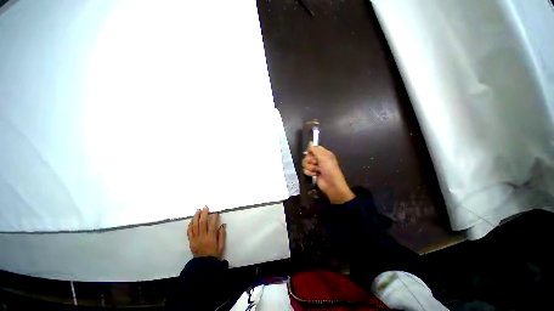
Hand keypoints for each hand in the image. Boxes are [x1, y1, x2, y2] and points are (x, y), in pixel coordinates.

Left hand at [187, 206, 225, 259]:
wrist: (203, 265)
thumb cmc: (214, 254)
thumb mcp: (221, 246)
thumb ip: (221, 235)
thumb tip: (223, 225)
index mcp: (210, 237)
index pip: (212, 224)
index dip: (214, 217)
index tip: (216, 213)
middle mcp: (202, 237)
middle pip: (202, 223)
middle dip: (204, 214)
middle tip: (205, 207)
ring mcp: (195, 239)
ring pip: (195, 226)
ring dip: (196, 217)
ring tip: (198, 211)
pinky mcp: (191, 241)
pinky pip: (189, 232)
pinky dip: (190, 225)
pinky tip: (192, 220)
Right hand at [302, 144, 354, 203]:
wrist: (331, 184)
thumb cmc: (330, 169)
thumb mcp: (324, 157)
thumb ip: (315, 150)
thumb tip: (310, 142)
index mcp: (323, 154)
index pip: (313, 148)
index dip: (311, 151)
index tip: (312, 154)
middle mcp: (318, 159)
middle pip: (307, 156)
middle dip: (310, 160)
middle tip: (316, 163)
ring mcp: (314, 166)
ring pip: (305, 163)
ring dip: (311, 167)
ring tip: (317, 170)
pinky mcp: (311, 173)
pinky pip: (305, 170)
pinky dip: (310, 173)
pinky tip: (315, 175)